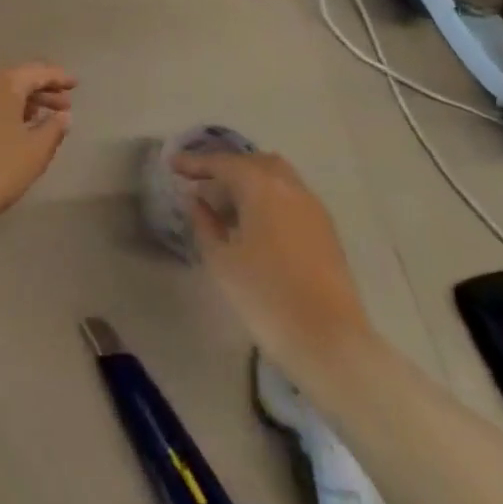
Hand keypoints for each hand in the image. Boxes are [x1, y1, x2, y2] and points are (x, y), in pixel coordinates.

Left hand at [0, 64, 76, 240]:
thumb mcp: (33, 153)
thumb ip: (53, 130)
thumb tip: (62, 115)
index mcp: (3, 81)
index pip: (38, 71)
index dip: (59, 77)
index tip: (75, 84)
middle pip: (15, 79)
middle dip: (41, 92)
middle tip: (62, 107)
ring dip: (18, 103)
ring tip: (36, 121)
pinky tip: (5, 132)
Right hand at [174, 151, 370, 377]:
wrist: (330, 341)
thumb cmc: (266, 296)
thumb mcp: (222, 261)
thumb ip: (204, 223)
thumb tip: (197, 201)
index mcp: (261, 186)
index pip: (222, 163)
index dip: (195, 163)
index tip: (173, 165)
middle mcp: (289, 186)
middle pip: (253, 162)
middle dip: (226, 168)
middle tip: (202, 184)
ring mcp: (312, 206)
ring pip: (276, 177)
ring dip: (250, 182)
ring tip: (228, 206)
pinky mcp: (325, 228)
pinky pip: (290, 196)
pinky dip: (268, 198)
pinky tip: (256, 224)